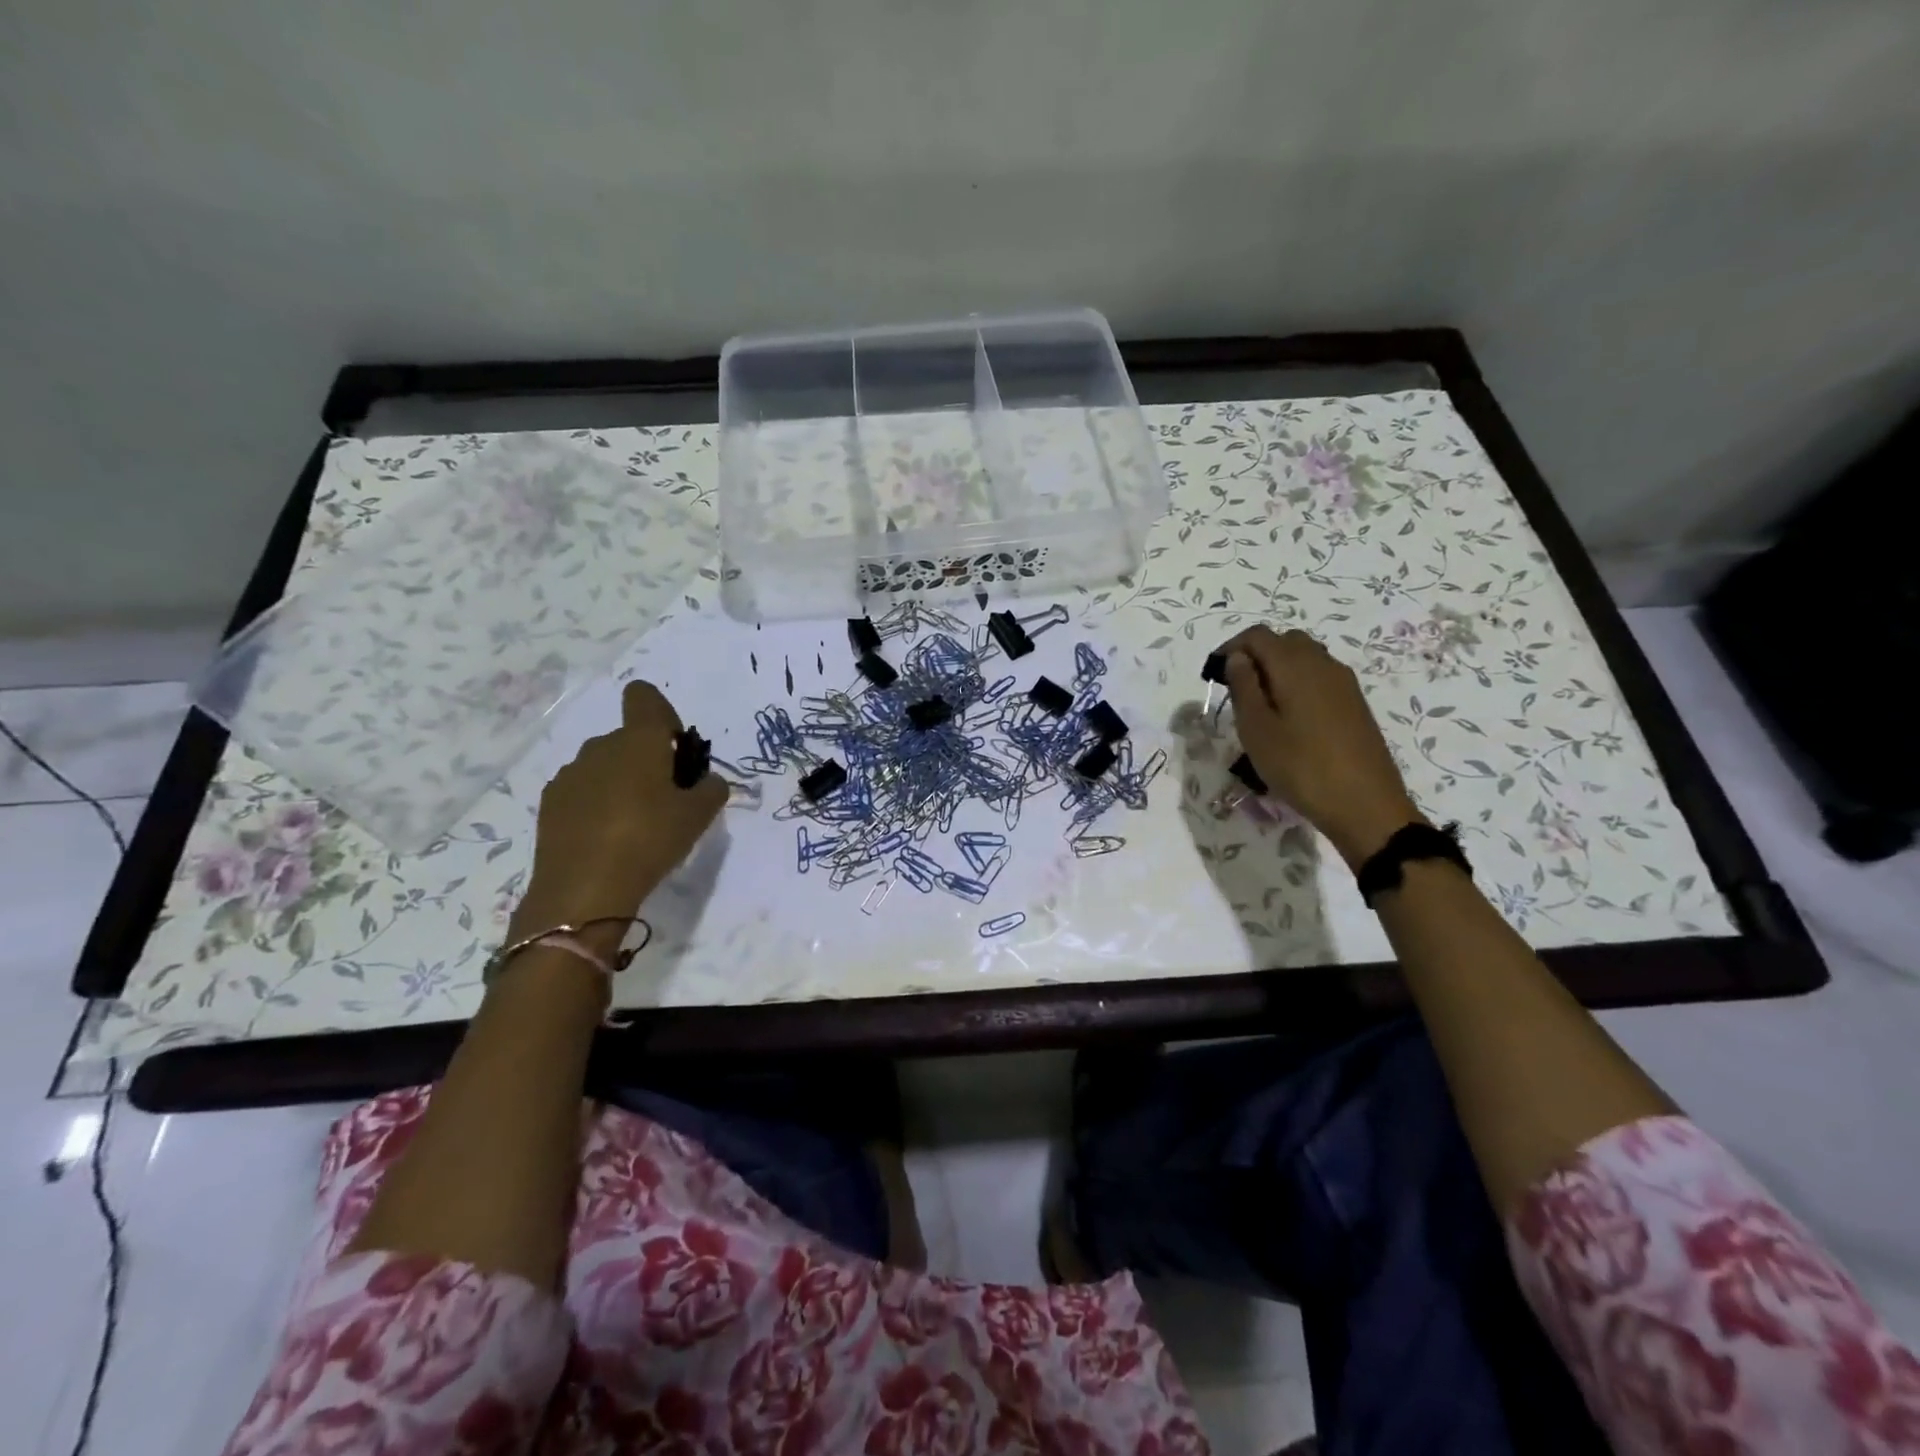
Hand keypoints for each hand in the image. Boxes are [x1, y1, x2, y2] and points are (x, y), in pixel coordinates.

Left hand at [507, 680, 726, 956]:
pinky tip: (606, 838)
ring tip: (634, 825)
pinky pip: (583, 790)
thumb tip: (707, 781)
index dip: (662, 715)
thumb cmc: (650, 839)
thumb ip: (711, 789)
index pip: (644, 696)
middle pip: (628, 737)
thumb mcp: (699, 816)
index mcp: (639, 740)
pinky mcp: (551, 802)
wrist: (584, 890)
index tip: (675, 751)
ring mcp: (571, 773)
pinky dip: (596, 803)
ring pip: (605, 765)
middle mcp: (601, 746)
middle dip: (648, 759)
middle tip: (666, 800)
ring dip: (621, 782)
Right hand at [1219, 626, 1423, 867]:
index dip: (1230, 647)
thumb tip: (1238, 657)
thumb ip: (1243, 686)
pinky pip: (1319, 677)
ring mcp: (1343, 682)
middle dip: (1255, 656)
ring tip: (1260, 706)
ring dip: (1277, 670)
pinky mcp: (1354, 702)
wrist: (1365, 804)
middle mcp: (1322, 663)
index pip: (1257, 635)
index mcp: (1294, 665)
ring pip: (1304, 658)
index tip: (1213, 674)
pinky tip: (1289, 718)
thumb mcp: (1256, 730)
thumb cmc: (1300, 767)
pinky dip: (1297, 684)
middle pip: (1283, 641)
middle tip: (1235, 689)